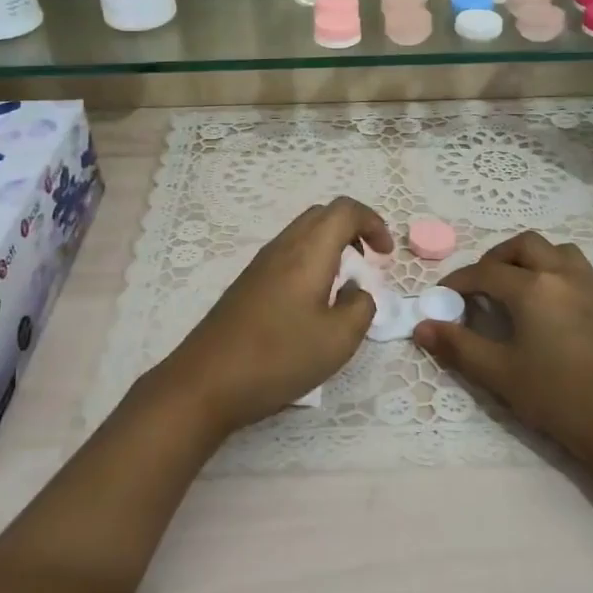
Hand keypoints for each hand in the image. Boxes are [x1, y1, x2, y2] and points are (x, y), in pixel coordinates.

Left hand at [160, 196, 391, 437]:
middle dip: (353, 230)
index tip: (386, 255)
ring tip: (345, 284)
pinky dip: (310, 262)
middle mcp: (283, 247)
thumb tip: (357, 292)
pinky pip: (287, 255)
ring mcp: (260, 264)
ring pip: (302, 234)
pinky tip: (313, 302)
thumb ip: (361, 308)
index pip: (345, 210)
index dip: (373, 223)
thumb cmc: (278, 357)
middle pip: (322, 215)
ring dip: (330, 247)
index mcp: (308, 251)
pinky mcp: (247, 284)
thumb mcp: (338, 340)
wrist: (206, 382)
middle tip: (369, 263)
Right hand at [414, 232, 592, 478]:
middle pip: (525, 245)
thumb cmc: (559, 398)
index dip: (458, 281)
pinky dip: (566, 278)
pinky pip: (587, 276)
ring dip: (535, 259)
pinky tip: (561, 305)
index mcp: (533, 287)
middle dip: (497, 258)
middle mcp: (564, 275)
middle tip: (480, 285)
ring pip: (560, 251)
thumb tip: (422, 326)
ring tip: (519, 286)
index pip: (485, 272)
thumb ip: (458, 346)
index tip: (441, 296)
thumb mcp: (500, 375)